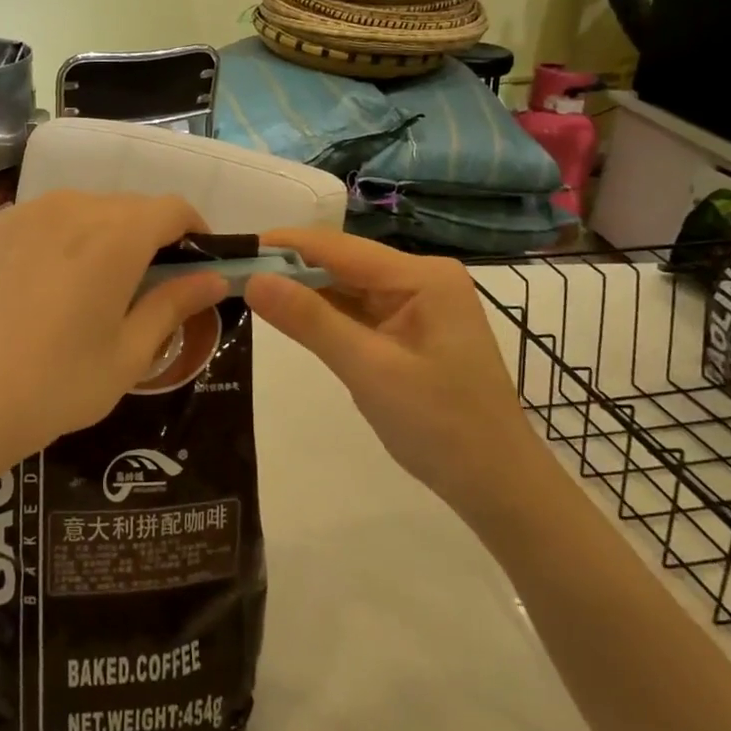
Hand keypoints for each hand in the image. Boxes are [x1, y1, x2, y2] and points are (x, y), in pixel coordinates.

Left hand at [0, 192, 228, 474]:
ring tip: (90, 287)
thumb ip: (175, 305)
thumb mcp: (129, 354)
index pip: (173, 208)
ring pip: (82, 209)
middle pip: (128, 207)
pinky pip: (39, 221)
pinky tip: (40, 288)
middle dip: (149, 236)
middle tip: (146, 286)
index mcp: (116, 235)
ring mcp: (22, 214)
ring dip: (102, 236)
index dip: (195, 231)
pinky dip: (57, 240)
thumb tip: (214, 279)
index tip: (196, 265)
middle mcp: (71, 207)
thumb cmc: (55, 385)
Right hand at [244, 228, 533, 510]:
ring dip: (304, 291)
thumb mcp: (369, 370)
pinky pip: (359, 312)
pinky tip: (291, 315)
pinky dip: (325, 315)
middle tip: (232, 275)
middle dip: (290, 269)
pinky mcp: (410, 330)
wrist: (497, 486)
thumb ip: (310, 321)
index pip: (339, 248)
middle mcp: (421, 279)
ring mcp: (418, 305)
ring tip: (249, 289)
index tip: (234, 248)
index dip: (285, 245)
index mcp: (422, 276)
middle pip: (343, 264)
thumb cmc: (440, 427)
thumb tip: (254, 280)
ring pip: (348, 288)